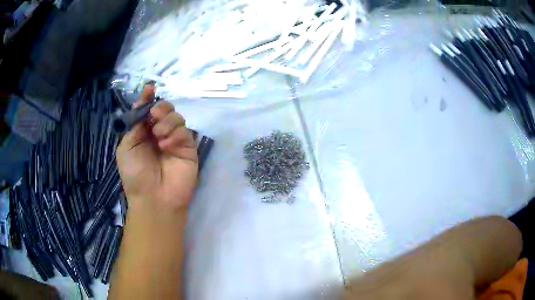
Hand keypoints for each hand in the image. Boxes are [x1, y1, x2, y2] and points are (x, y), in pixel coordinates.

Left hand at [116, 85, 197, 211]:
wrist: (153, 198)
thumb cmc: (135, 173)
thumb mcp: (127, 146)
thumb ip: (135, 124)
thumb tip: (143, 103)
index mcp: (143, 133)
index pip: (147, 111)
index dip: (148, 99)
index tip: (149, 89)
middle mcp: (159, 134)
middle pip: (165, 109)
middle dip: (160, 107)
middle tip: (154, 114)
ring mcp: (174, 141)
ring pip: (177, 117)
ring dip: (166, 121)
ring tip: (158, 136)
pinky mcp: (188, 148)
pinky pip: (185, 131)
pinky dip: (175, 134)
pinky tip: (166, 145)